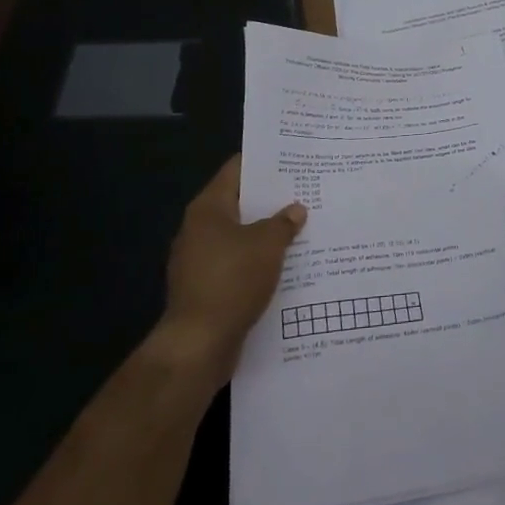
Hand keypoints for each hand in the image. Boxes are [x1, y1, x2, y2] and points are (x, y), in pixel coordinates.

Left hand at [153, 155, 305, 387]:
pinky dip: (258, 261)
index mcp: (208, 208)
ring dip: (266, 234)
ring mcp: (199, 260)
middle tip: (305, 192)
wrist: (199, 344)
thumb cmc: (232, 280)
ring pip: (239, 236)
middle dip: (270, 201)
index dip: (264, 162)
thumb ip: (284, 223)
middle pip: (239, 203)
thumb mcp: (268, 245)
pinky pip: (237, 264)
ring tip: (301, 228)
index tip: (292, 160)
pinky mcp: (205, 288)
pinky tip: (285, 265)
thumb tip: (295, 210)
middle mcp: (198, 229)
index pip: (237, 170)